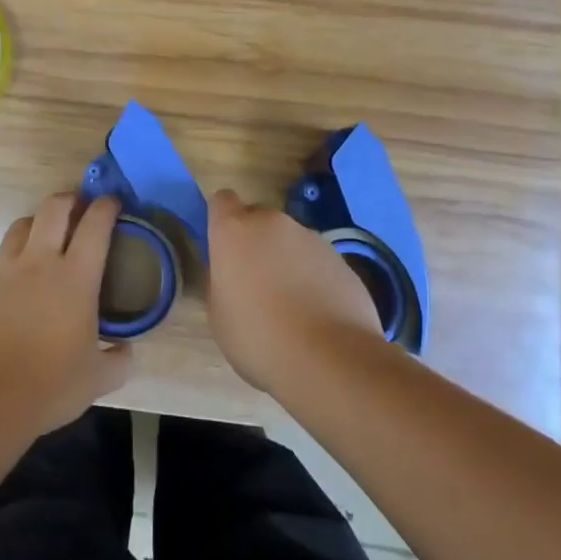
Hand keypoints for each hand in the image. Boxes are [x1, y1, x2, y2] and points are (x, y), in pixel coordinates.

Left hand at [0, 194, 131, 434]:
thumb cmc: (49, 386)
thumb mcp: (98, 379)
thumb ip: (119, 360)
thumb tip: (127, 351)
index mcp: (75, 277)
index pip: (95, 225)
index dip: (106, 207)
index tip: (112, 202)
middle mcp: (38, 261)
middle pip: (53, 208)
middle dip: (69, 199)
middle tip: (77, 208)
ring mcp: (2, 270)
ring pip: (20, 226)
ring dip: (36, 224)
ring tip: (43, 238)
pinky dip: (7, 262)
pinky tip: (10, 282)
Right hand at [205, 189, 383, 392]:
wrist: (329, 359)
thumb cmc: (258, 337)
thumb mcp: (219, 314)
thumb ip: (223, 281)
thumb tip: (234, 275)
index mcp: (234, 230)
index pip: (222, 200)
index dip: (222, 219)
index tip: (224, 247)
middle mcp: (272, 223)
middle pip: (258, 219)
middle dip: (255, 241)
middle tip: (256, 281)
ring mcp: (311, 238)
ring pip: (290, 240)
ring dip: (286, 259)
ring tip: (292, 304)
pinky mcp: (341, 259)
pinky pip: (317, 260)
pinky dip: (314, 277)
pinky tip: (317, 313)